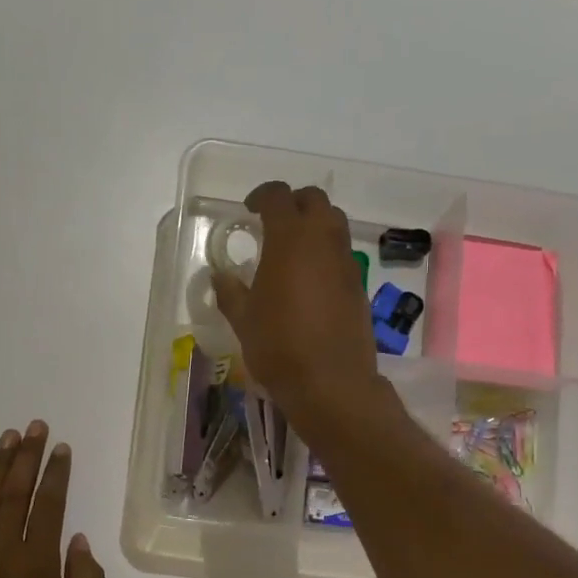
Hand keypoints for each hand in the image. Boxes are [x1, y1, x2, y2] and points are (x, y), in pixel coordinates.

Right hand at [211, 182, 381, 428]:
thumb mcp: (243, 320)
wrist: (331, 382)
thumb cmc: (279, 346)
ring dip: (314, 225)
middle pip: (314, 200)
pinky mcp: (359, 284)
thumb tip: (219, 276)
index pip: (278, 197)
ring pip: (334, 223)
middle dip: (293, 203)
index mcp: (290, 240)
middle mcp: (323, 241)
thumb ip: (230, 292)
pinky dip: (326, 252)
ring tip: (292, 249)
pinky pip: (342, 253)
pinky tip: (310, 279)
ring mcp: (346, 262)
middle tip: (273, 224)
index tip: (249, 210)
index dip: (262, 196)